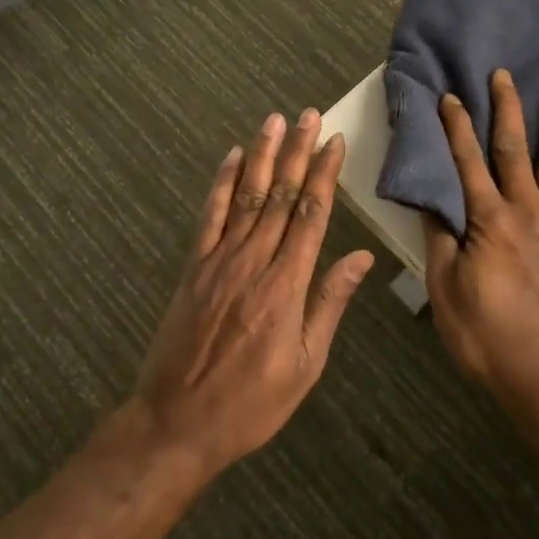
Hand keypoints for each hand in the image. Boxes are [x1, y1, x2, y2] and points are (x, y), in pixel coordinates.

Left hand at [132, 109, 373, 478]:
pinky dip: (222, 183)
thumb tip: (362, 258)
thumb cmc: (251, 402)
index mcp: (286, 285)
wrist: (176, 423)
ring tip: (274, 121)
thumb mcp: (306, 365)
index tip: (334, 142)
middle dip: (297, 152)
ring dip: (262, 155)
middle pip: (281, 195)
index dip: (324, 175)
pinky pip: (210, 216)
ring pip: (247, 196)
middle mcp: (254, 261)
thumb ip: (331, 304)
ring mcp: (219, 260)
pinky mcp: (193, 266)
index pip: (311, 215)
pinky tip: (231, 157)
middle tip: (310, 115)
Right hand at [423, 70, 538, 432]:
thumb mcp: (446, 295)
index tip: (450, 95)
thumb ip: (441, 243)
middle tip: (502, 75)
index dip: (456, 127)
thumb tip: (433, 202)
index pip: (467, 163)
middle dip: (506, 110)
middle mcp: (529, 212)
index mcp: (490, 222)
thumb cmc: (491, 341)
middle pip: (514, 150)